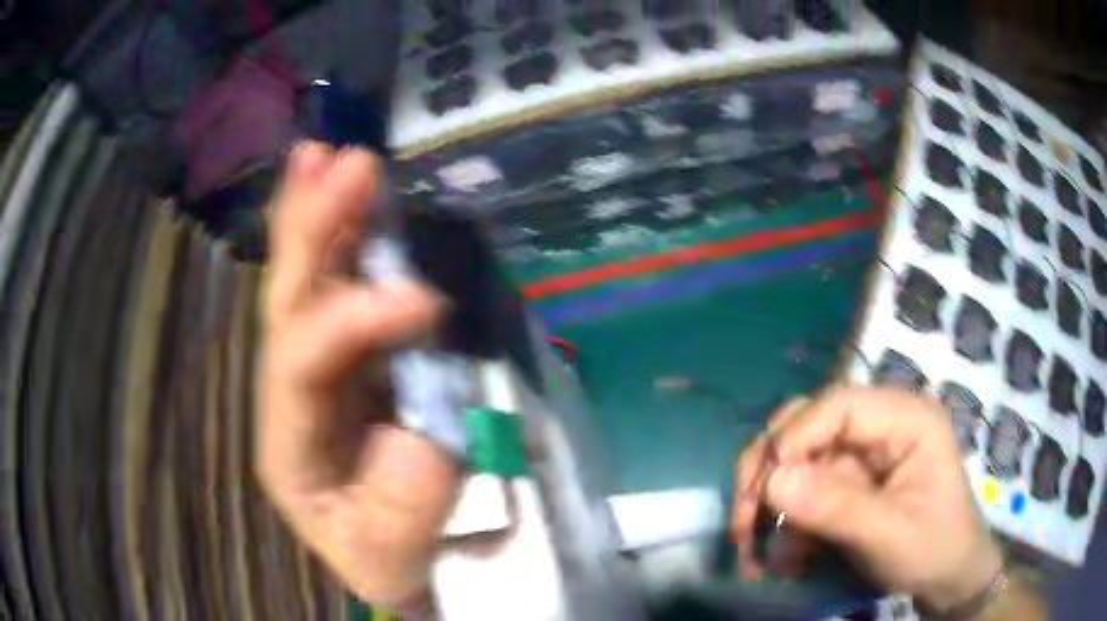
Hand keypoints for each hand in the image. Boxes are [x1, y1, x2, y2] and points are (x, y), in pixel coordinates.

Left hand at [257, 142, 459, 605]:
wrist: (392, 554)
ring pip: (303, 280)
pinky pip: (337, 286)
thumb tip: (429, 405)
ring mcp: (316, 366)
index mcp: (287, 440)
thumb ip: (409, 480)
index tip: (424, 302)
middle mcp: (289, 390)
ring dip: (316, 213)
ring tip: (325, 155)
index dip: (355, 321)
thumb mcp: (395, 538)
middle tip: (344, 165)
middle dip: (310, 229)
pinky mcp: (349, 356)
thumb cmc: (388, 550)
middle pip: (286, 299)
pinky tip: (341, 187)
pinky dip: (340, 234)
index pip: (301, 362)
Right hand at [732, 388, 1002, 612]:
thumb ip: (836, 507)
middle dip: (769, 475)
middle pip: (806, 426)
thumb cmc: (934, 548)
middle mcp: (879, 425)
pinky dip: (783, 527)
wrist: (947, 577)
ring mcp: (861, 455)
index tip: (761, 490)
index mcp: (904, 418)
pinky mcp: (848, 482)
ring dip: (768, 510)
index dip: (794, 438)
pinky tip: (787, 561)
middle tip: (744, 525)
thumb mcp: (890, 534)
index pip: (837, 405)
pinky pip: (801, 493)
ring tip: (760, 559)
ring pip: (795, 462)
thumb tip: (771, 482)